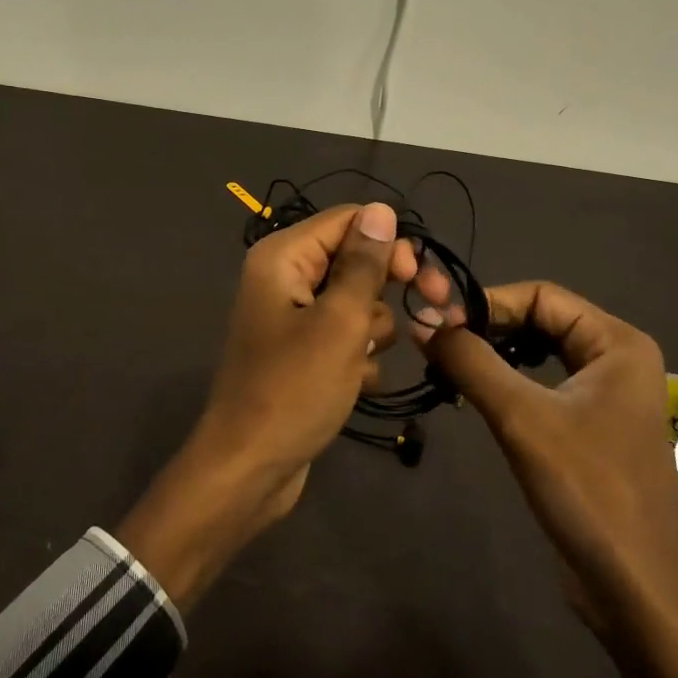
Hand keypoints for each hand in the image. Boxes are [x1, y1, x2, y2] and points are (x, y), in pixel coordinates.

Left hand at [116, 203, 416, 612]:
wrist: (250, 468)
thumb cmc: (294, 389)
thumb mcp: (339, 322)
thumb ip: (364, 264)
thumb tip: (381, 208)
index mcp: (283, 257)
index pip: (350, 220)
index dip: (390, 243)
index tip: (420, 279)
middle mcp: (284, 278)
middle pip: (355, 260)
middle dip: (386, 291)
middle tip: (428, 313)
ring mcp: (293, 318)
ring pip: (357, 303)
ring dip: (371, 332)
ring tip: (358, 364)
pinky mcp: (302, 353)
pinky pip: (345, 338)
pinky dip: (357, 358)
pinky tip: (353, 385)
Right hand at [417, 280, 677, 677]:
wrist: (634, 588)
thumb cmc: (586, 490)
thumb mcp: (521, 418)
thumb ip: (470, 361)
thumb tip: (420, 321)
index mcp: (617, 343)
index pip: (540, 295)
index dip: (486, 302)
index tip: (436, 322)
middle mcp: (618, 358)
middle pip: (541, 319)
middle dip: (488, 328)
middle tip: (436, 344)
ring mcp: (607, 395)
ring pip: (539, 353)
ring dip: (494, 355)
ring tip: (448, 367)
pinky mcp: (593, 427)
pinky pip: (544, 385)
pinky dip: (508, 383)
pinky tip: (476, 396)